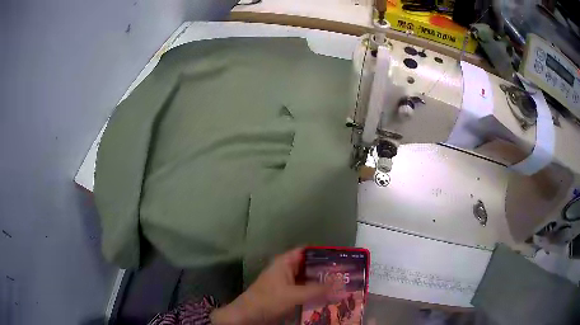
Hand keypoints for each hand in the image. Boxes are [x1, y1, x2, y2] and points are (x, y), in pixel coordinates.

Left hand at [211, 248, 334, 324]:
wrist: (248, 316)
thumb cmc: (268, 300)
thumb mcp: (293, 294)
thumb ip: (317, 290)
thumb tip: (341, 286)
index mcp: (285, 262)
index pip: (307, 251)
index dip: (323, 253)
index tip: (342, 258)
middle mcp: (287, 270)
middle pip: (310, 266)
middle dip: (326, 270)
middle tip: (347, 275)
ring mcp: (287, 283)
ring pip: (308, 279)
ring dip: (322, 283)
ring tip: (342, 286)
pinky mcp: (288, 295)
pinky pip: (305, 291)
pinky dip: (316, 293)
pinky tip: (329, 297)